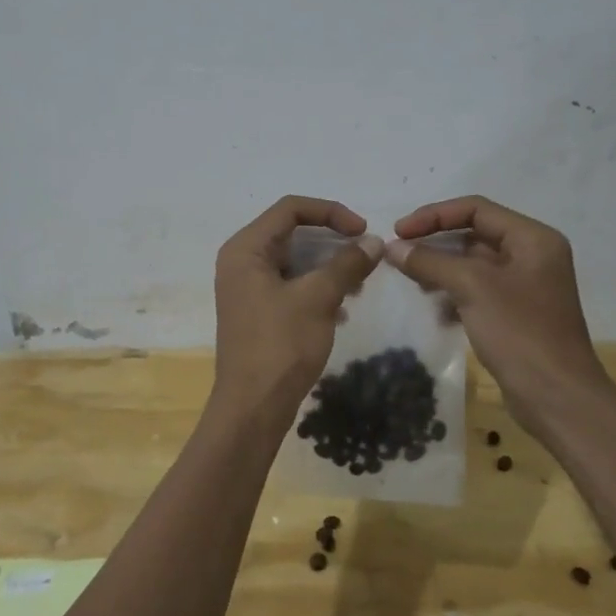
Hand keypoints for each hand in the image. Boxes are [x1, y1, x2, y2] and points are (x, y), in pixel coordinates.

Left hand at [211, 196, 382, 425]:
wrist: (253, 406)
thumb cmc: (281, 344)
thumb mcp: (318, 298)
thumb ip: (346, 264)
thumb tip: (374, 241)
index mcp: (246, 249)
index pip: (290, 208)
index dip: (330, 212)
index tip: (363, 230)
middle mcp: (241, 261)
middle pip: (292, 233)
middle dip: (331, 242)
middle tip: (365, 257)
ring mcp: (247, 288)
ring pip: (294, 261)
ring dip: (328, 267)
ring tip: (357, 285)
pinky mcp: (257, 311)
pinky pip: (290, 285)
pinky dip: (317, 289)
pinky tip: (341, 311)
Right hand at [385, 195, 610, 420]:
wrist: (557, 398)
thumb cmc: (520, 332)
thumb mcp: (471, 288)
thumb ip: (430, 262)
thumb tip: (393, 248)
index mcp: (533, 238)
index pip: (476, 209)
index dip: (434, 216)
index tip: (399, 232)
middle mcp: (532, 255)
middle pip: (474, 234)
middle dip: (435, 243)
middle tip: (398, 255)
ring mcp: (525, 286)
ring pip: (472, 265)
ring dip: (440, 270)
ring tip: (411, 282)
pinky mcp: (516, 314)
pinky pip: (477, 291)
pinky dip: (453, 294)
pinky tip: (434, 311)